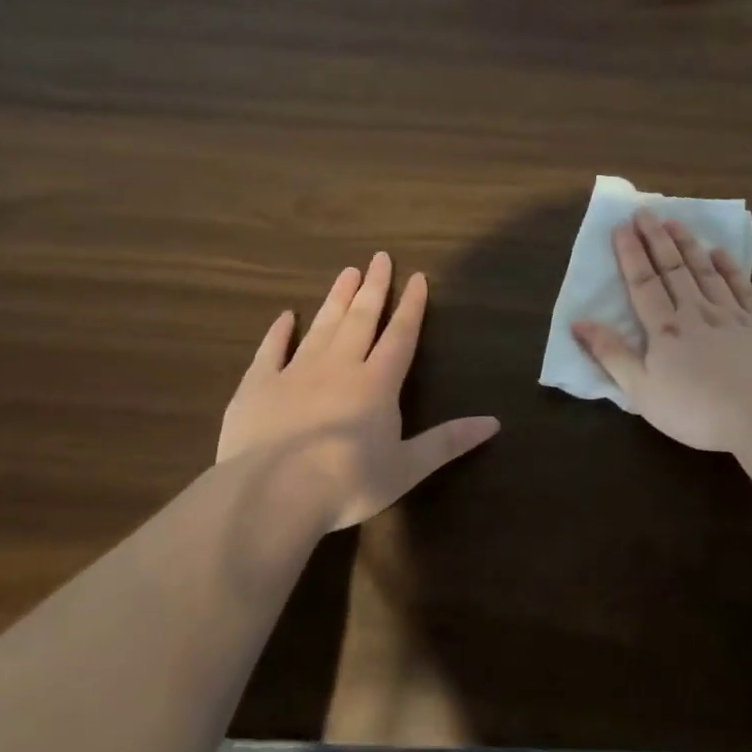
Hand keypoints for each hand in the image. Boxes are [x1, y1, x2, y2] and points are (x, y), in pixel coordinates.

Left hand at [216, 252, 500, 532]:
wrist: (271, 495)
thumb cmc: (347, 484)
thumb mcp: (407, 468)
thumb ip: (448, 442)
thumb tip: (494, 423)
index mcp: (377, 383)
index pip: (400, 336)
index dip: (411, 306)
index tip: (417, 277)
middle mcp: (339, 367)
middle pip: (361, 319)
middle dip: (374, 287)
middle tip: (379, 257)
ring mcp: (295, 373)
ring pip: (321, 326)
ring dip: (336, 299)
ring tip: (347, 272)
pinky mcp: (258, 386)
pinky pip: (270, 350)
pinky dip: (279, 332)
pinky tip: (285, 317)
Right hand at [573, 209, 751, 453]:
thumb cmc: (697, 410)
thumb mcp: (642, 391)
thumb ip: (611, 355)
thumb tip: (578, 323)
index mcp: (666, 330)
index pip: (643, 284)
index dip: (631, 255)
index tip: (622, 226)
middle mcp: (698, 313)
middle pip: (674, 269)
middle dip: (657, 239)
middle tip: (646, 212)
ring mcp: (734, 316)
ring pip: (708, 273)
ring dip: (690, 246)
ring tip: (678, 222)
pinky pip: (744, 289)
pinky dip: (732, 269)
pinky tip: (723, 255)